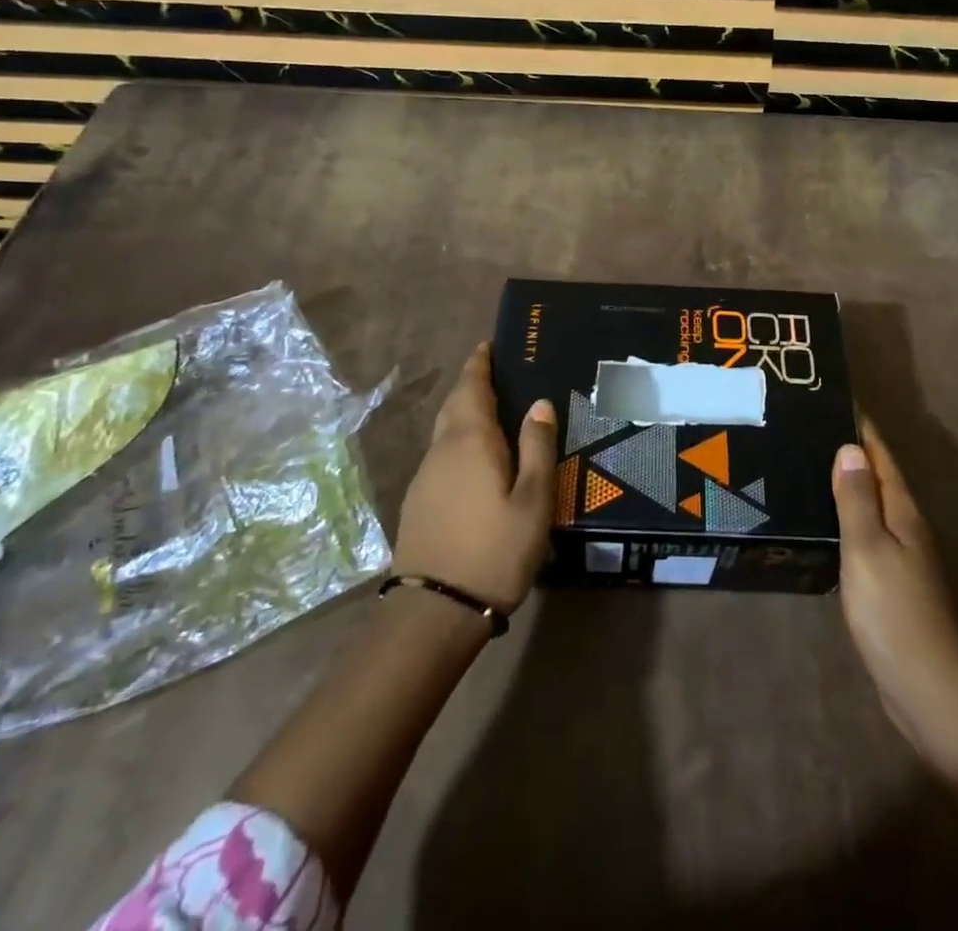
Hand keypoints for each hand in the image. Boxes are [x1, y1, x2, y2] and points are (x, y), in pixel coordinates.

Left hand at [392, 343, 556, 613]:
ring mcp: (424, 477)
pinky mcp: (418, 502)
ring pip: (445, 431)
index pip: (471, 386)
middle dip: (471, 384)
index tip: (488, 345)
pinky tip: (475, 458)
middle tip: (495, 373)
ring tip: (492, 411)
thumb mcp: (533, 501)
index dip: (479, 363)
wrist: (434, 612)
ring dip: (464, 413)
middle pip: (454, 404)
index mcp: (470, 440)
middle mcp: (441, 450)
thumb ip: (537, 448)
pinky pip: (441, 454)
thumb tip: (539, 404)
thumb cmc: (495, 550)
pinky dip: (458, 441)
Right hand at [832, 417, 957, 778]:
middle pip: (878, 478)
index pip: (880, 457)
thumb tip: (850, 448)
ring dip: (850, 484)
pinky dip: (849, 517)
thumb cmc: (893, 613)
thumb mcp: (868, 550)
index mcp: (903, 513)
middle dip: (852, 451)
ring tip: (812, 466)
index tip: (836, 401)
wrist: (927, 688)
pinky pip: (868, 533)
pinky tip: (827, 522)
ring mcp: (903, 557)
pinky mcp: (893, 583)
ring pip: (873, 506)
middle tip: (812, 429)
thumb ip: (857, 500)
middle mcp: (908, 528)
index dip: (862, 429)